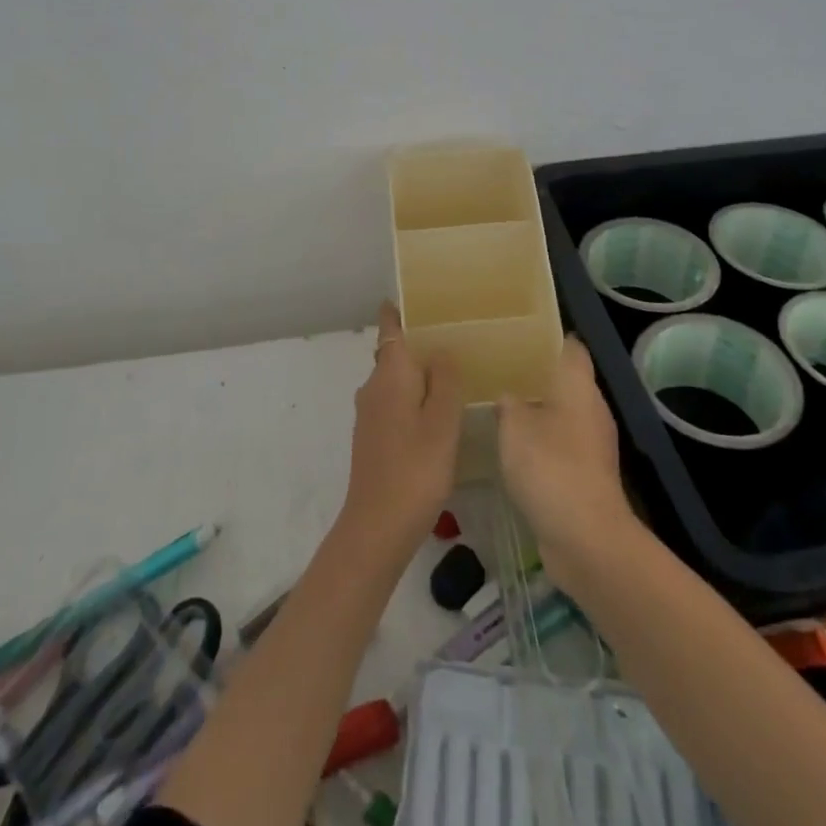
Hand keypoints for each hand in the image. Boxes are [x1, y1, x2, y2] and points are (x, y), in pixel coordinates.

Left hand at [336, 302, 463, 561]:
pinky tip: (436, 414)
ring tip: (453, 373)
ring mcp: (370, 414)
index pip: (390, 327)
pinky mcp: (372, 438)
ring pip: (395, 380)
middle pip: (394, 352)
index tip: (420, 298)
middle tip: (455, 337)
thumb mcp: (442, 422)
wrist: (376, 528)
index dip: (399, 310)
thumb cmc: (415, 469)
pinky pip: (395, 402)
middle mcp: (373, 387)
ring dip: (418, 373)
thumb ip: (444, 380)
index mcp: (390, 375)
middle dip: (418, 342)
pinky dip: (413, 398)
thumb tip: (441, 349)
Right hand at [497, 339, 633, 591]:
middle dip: (535, 376)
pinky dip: (542, 443)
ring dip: (537, 412)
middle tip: (498, 370)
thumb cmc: (550, 467)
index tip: (517, 336)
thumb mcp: (514, 427)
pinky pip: (562, 445)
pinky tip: (513, 448)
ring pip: (562, 414)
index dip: (547, 338)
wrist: (586, 538)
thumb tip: (507, 396)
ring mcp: (593, 444)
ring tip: (499, 406)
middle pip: (566, 380)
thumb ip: (508, 403)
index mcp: (579, 386)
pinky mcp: (588, 475)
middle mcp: (592, 408)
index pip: (570, 347)